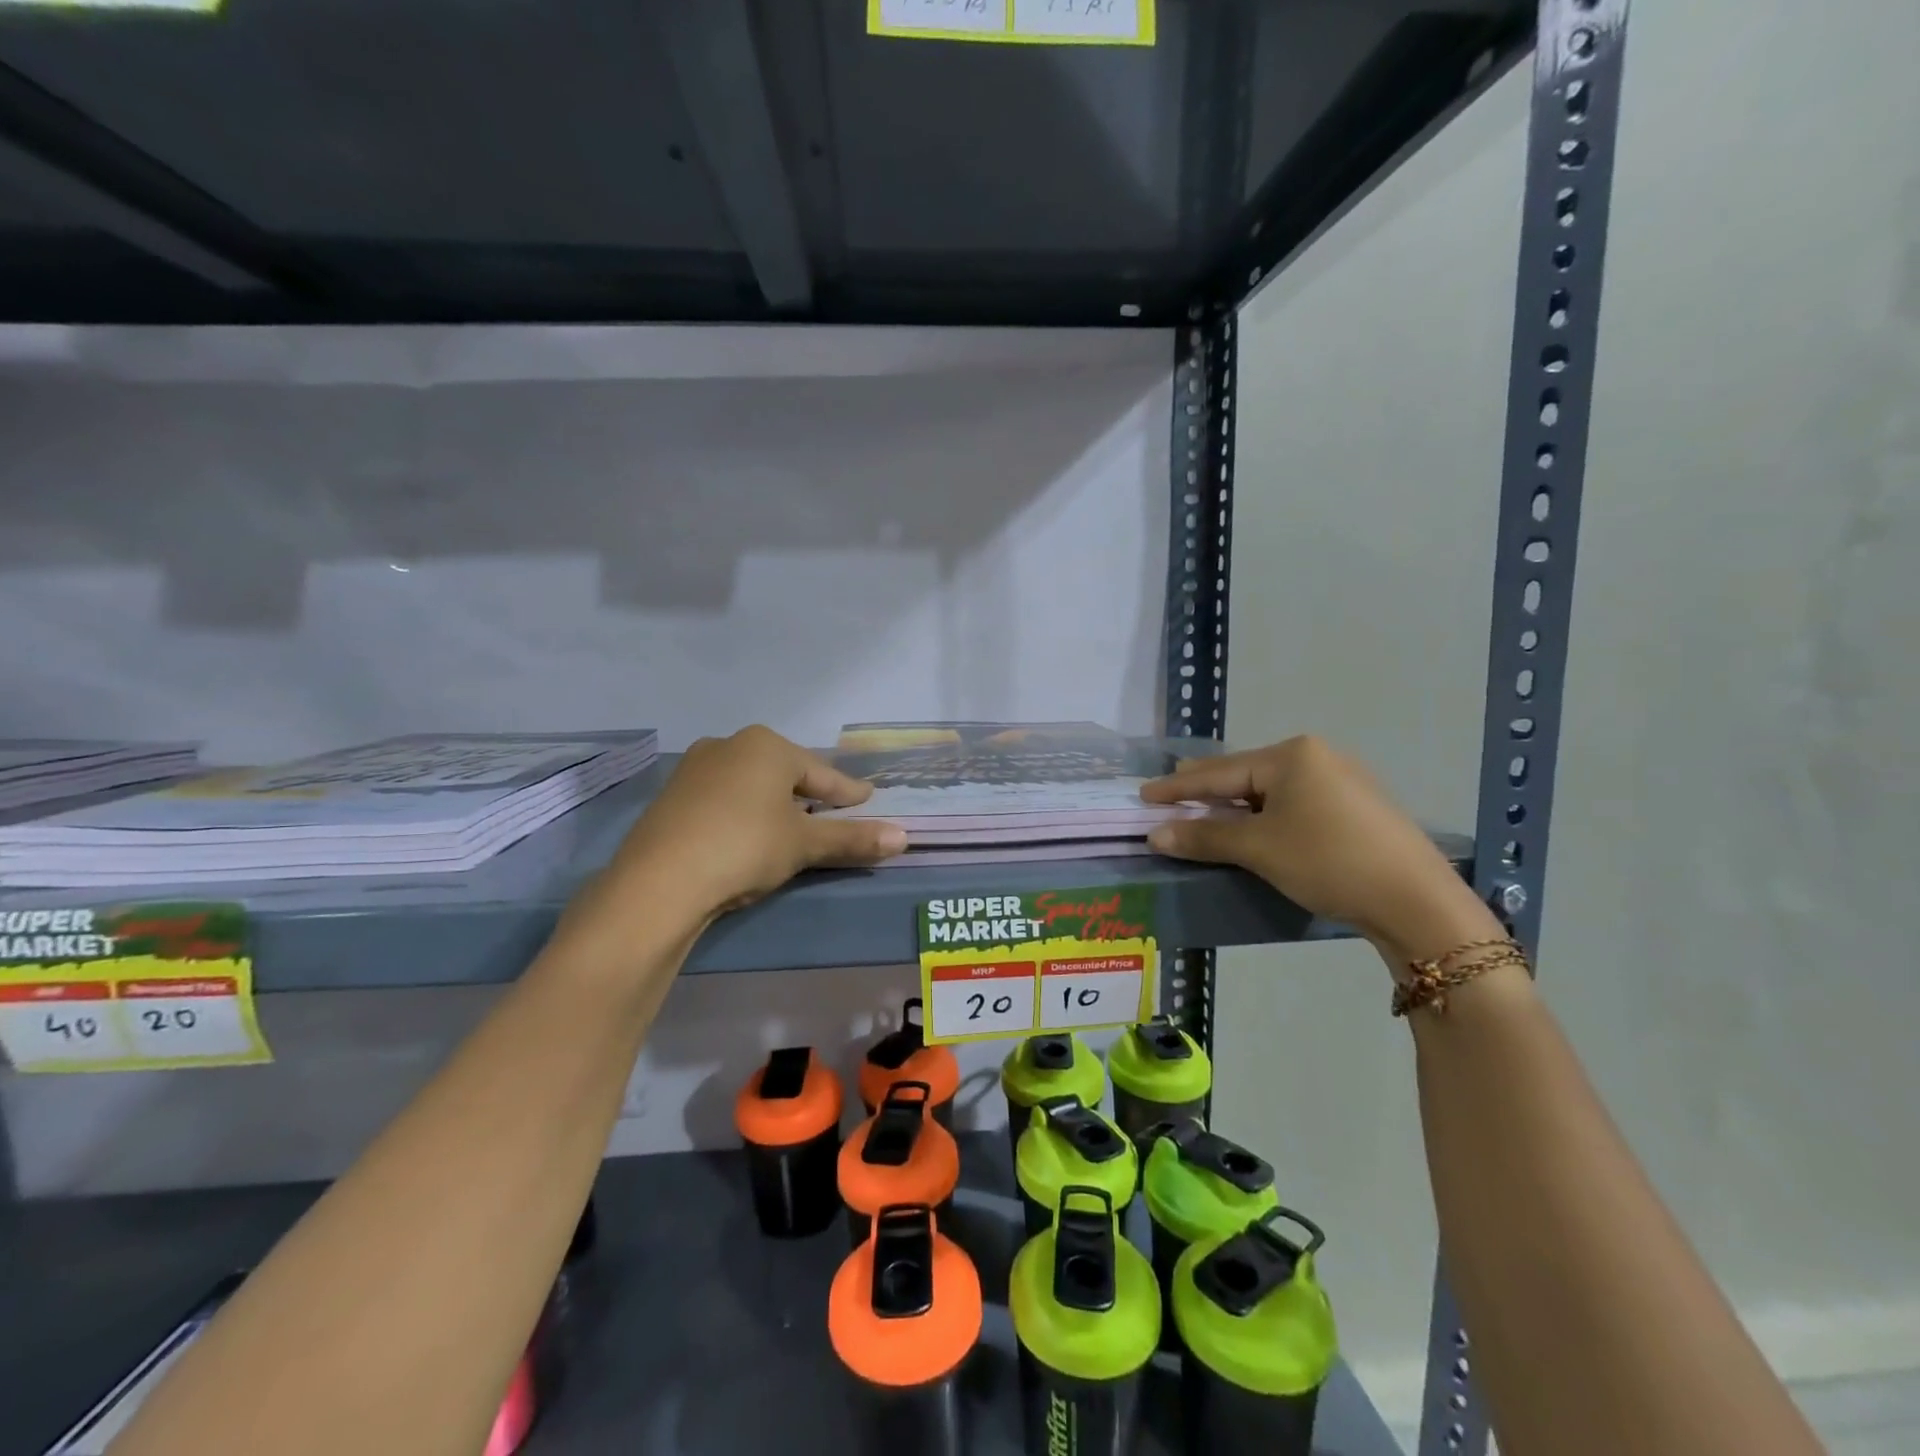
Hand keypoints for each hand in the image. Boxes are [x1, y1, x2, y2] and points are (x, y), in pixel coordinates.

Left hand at [594, 726, 905, 925]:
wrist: (658, 881)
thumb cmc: (745, 847)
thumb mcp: (804, 844)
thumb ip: (853, 838)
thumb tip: (904, 838)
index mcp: (767, 746)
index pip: (822, 774)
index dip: (848, 792)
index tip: (868, 801)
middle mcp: (729, 745)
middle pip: (785, 774)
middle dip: (810, 795)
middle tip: (831, 813)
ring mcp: (695, 768)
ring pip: (751, 785)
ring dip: (775, 804)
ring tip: (791, 827)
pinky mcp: (671, 796)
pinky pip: (723, 799)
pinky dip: (743, 813)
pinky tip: (746, 835)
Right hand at [1142, 736, 1499, 963]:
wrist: (1416, 900)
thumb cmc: (1328, 861)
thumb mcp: (1259, 849)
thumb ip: (1205, 836)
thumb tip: (1155, 834)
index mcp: (1292, 755)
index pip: (1219, 772)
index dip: (1178, 786)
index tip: (1144, 793)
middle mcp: (1317, 756)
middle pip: (1245, 774)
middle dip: (1206, 789)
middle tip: (1169, 794)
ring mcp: (1341, 780)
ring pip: (1270, 790)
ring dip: (1235, 805)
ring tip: (1206, 811)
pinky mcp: (1356, 807)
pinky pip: (1294, 802)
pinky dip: (1264, 814)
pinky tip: (1255, 825)